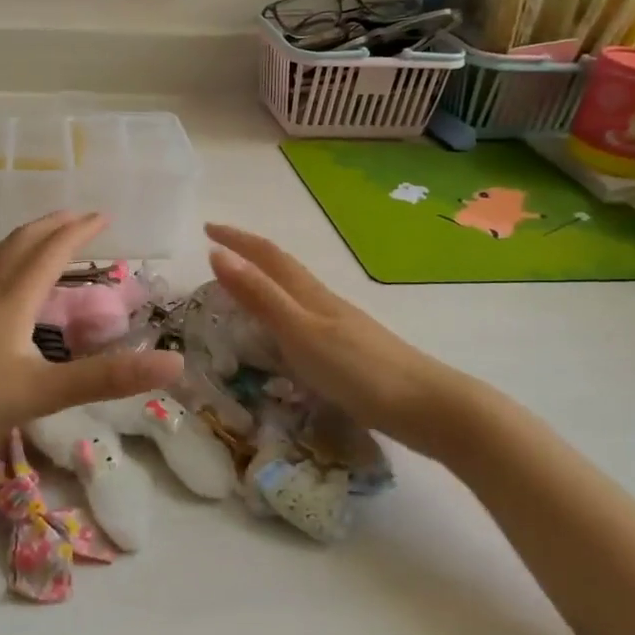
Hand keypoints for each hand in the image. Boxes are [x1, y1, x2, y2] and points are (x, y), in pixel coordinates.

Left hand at [0, 211, 182, 449]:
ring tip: (36, 237)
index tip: (103, 215)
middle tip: (75, 216)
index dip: (79, 232)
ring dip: (22, 239)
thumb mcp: (42, 390)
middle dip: (52, 226)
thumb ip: (106, 378)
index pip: (52, 252)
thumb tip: (173, 363)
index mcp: (14, 299)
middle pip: (21, 244)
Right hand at [205, 223, 476, 457]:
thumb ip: (260, 297)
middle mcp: (324, 302)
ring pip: (295, 292)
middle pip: (282, 268)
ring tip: (242, 287)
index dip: (237, 239)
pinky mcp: (350, 351)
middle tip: (218, 253)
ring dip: (266, 282)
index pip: (267, 256)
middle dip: (249, 255)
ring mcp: (340, 326)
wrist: (427, 406)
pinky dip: (283, 313)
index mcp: (309, 294)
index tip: (207, 228)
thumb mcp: (300, 333)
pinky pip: (305, 319)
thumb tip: (217, 255)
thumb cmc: (359, 370)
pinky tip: (285, 334)